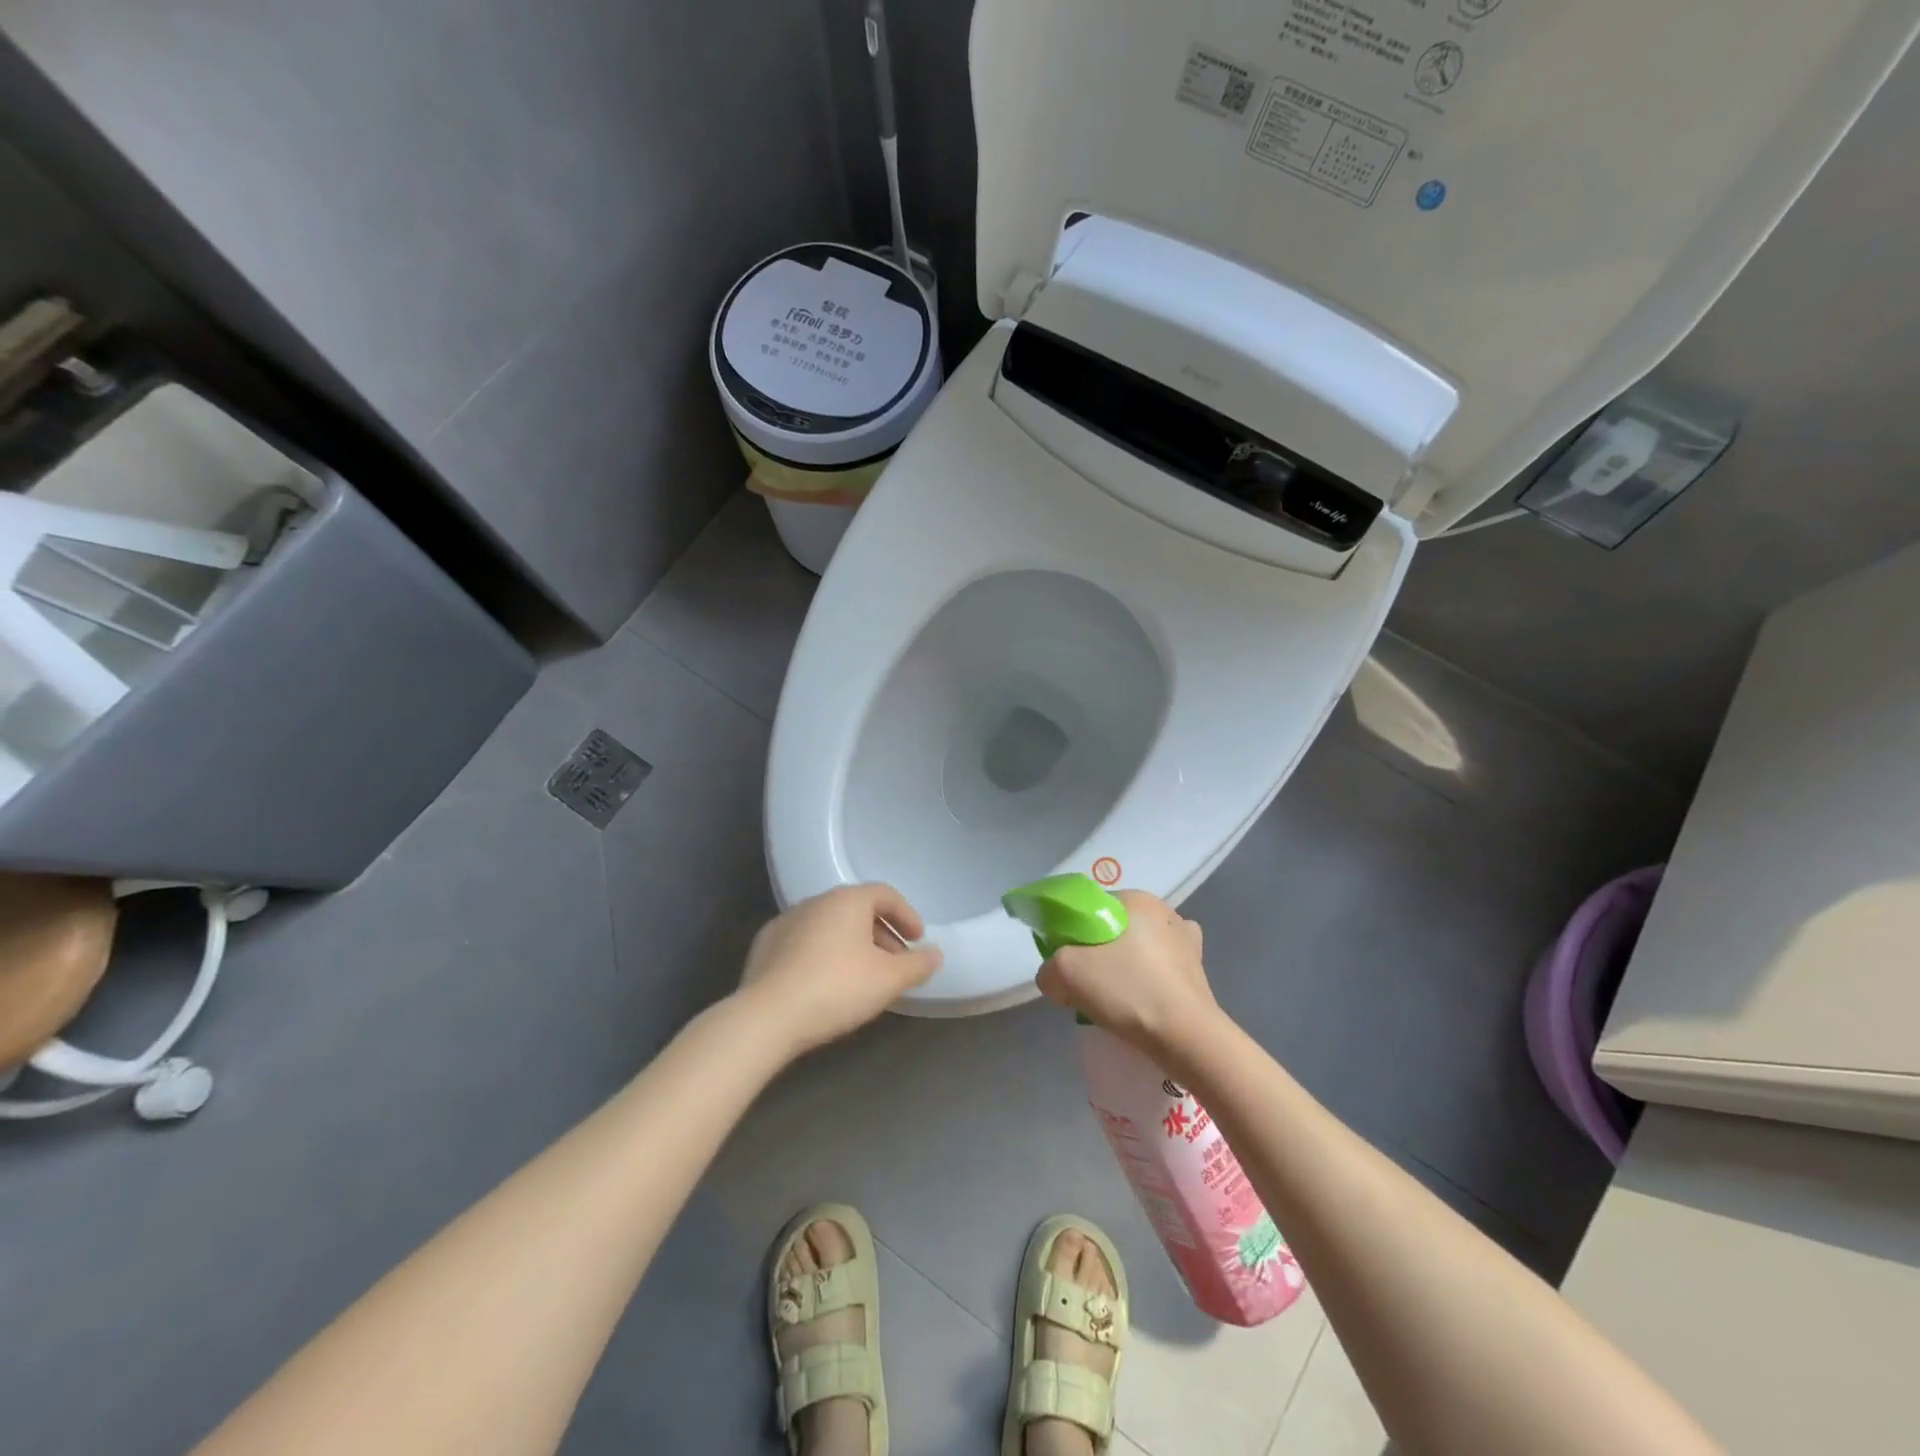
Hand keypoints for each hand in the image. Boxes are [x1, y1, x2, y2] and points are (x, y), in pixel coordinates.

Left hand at [738, 884, 942, 1057]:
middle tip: (895, 963)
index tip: (918, 940)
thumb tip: (935, 954)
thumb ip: (917, 964)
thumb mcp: (888, 980)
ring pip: (830, 926)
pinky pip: (805, 942)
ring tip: (863, 976)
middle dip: (881, 933)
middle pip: (857, 909)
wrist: (767, 1017)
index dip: (907, 915)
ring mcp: (786, 921)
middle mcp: (816, 901)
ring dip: (852, 944)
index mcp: (847, 900)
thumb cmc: (837, 988)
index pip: (885, 894)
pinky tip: (826, 983)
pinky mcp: (765, 946)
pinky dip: (824, 954)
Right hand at [1035, 890, 1221, 1062]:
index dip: (1073, 933)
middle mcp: (1166, 910)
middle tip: (1088, 983)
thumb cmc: (1128, 991)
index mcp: (1136, 899)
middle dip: (1099, 951)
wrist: (1187, 1038)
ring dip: (1126, 966)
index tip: (1067, 961)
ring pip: (1140, 948)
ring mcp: (1188, 941)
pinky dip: (1149, 980)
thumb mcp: (1066, 973)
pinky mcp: (1199, 971)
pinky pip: (1161, 969)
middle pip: (1116, 928)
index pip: (1092, 907)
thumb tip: (1055, 976)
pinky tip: (1142, 1001)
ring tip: (1116, 999)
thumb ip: (1049, 967)